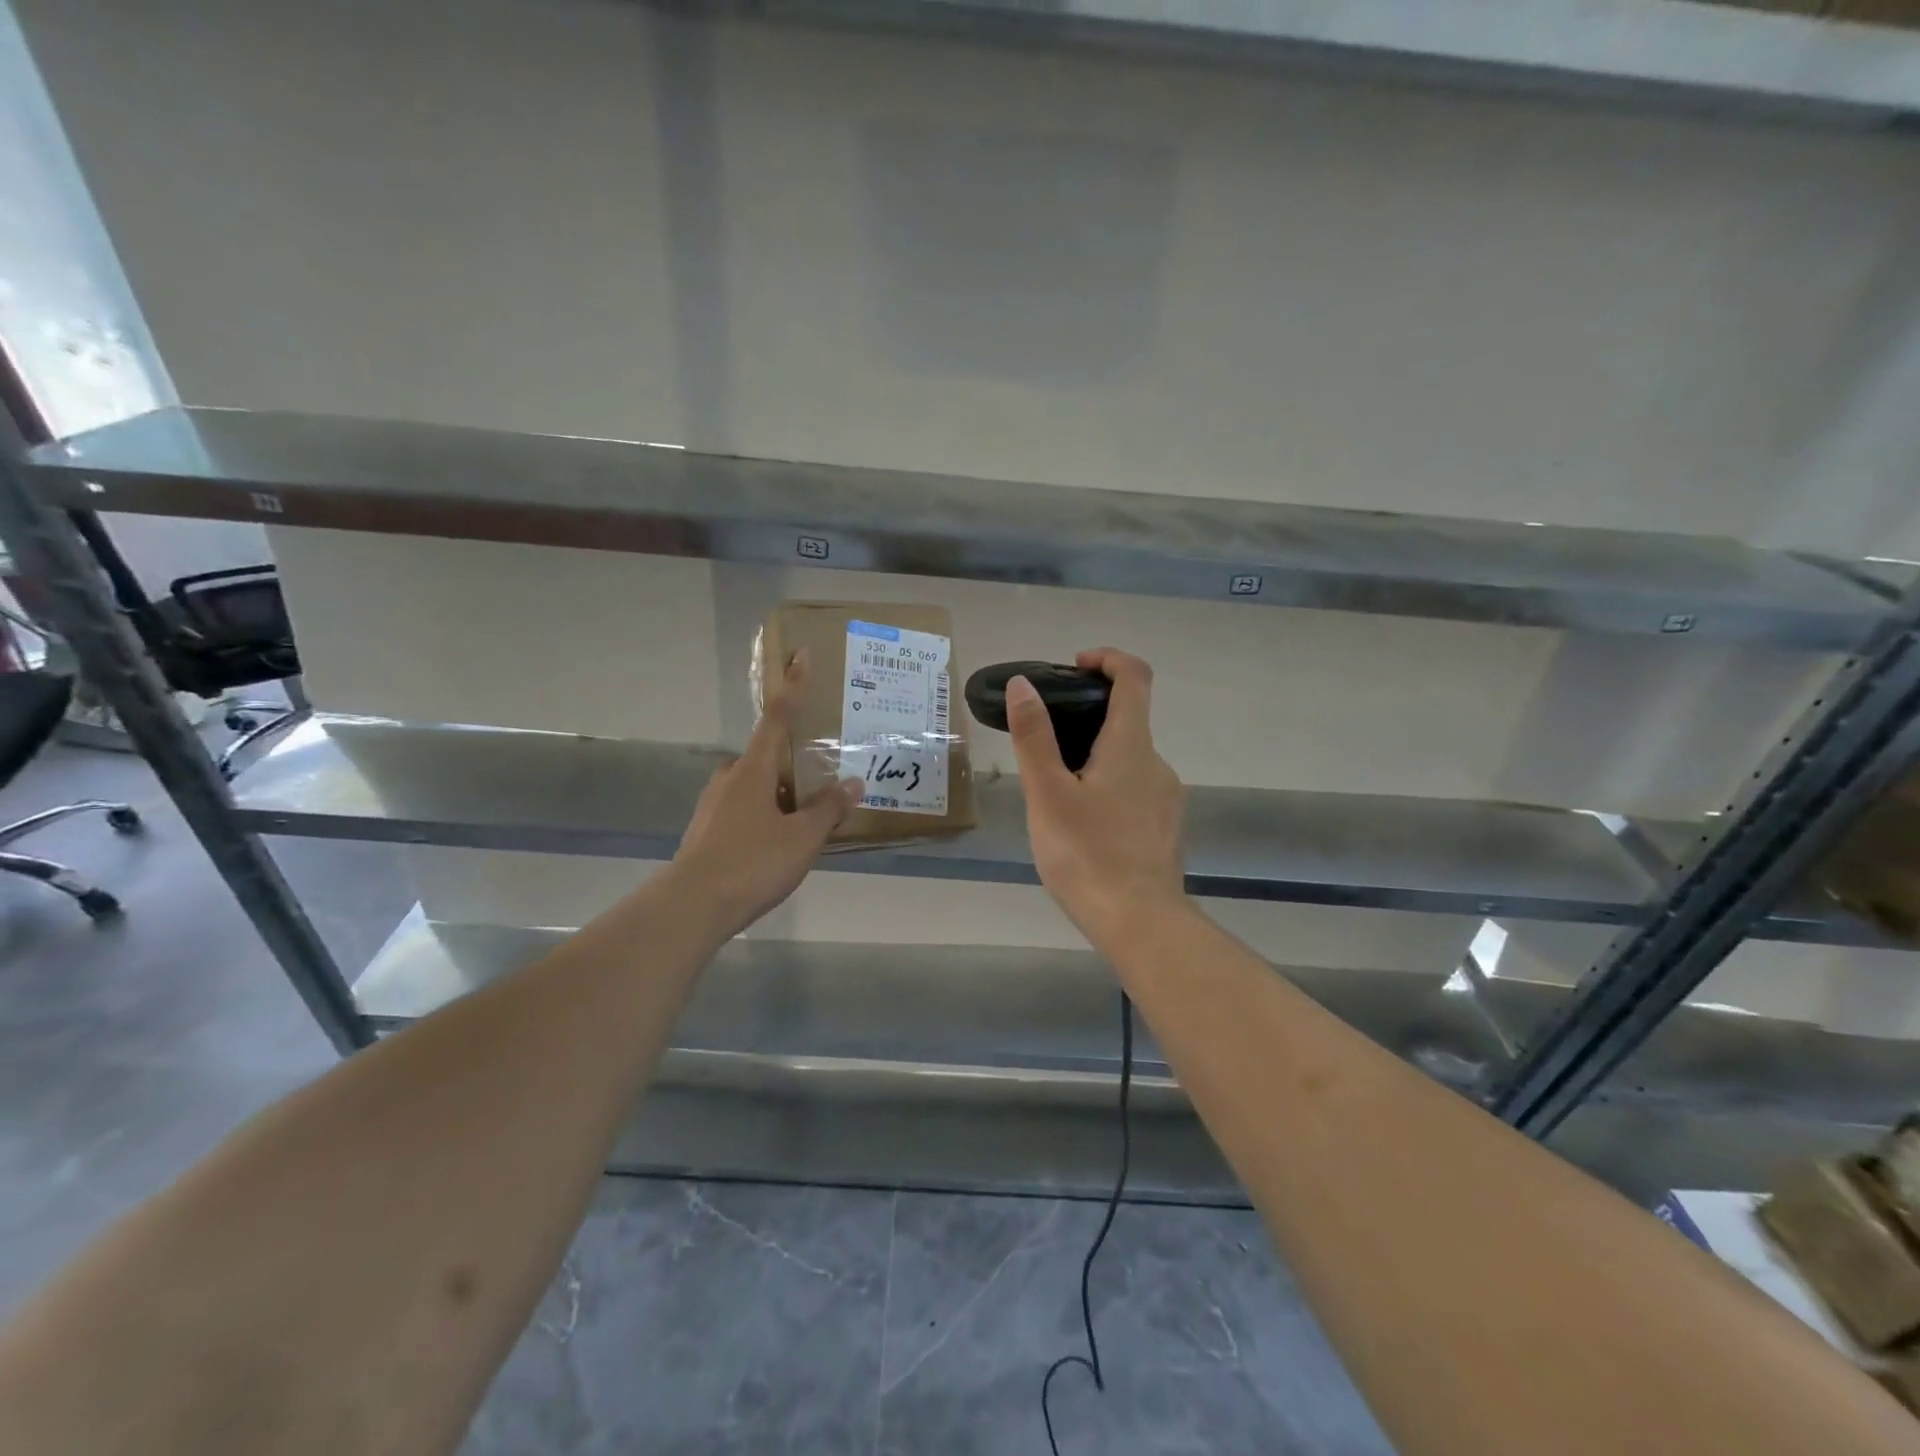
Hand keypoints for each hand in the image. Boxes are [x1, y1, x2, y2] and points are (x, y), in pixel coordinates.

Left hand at [672, 649, 861, 935]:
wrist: (692, 907)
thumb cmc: (753, 862)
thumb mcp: (802, 837)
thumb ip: (828, 809)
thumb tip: (852, 783)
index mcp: (752, 770)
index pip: (777, 718)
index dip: (793, 687)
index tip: (799, 655)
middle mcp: (729, 779)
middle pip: (764, 758)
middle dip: (790, 764)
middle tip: (819, 781)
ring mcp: (713, 806)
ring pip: (753, 788)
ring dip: (778, 795)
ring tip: (806, 820)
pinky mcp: (706, 832)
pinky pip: (743, 812)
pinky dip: (764, 817)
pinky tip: (779, 845)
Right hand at [1006, 647, 1187, 951]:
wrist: (1140, 923)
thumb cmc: (1087, 854)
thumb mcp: (1047, 794)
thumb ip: (1034, 737)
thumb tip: (1024, 685)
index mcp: (1131, 746)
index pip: (1134, 677)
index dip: (1108, 659)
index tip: (1075, 666)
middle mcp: (1156, 763)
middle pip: (1128, 719)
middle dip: (1087, 716)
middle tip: (1045, 740)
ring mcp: (1166, 798)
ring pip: (1129, 759)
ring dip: (1095, 757)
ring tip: (1054, 790)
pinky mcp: (1165, 827)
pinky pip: (1135, 789)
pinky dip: (1108, 786)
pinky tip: (1081, 824)